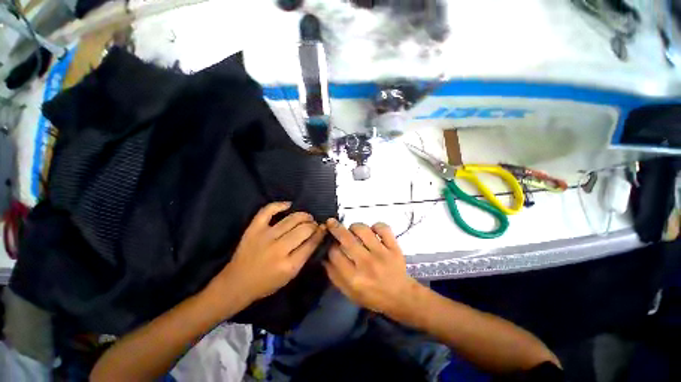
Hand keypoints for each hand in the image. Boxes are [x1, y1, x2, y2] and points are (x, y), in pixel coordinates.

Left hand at [213, 202, 326, 304]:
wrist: (237, 283)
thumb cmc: (266, 283)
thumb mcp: (290, 276)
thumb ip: (304, 256)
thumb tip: (316, 237)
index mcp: (289, 265)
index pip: (311, 243)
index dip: (320, 233)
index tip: (324, 228)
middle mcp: (278, 249)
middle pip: (304, 229)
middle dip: (313, 224)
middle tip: (314, 224)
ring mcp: (265, 236)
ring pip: (291, 219)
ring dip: (303, 215)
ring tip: (307, 217)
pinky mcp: (253, 229)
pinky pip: (268, 210)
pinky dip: (280, 205)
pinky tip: (289, 205)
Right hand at [324, 218, 419, 318]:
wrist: (401, 297)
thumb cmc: (372, 296)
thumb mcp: (349, 293)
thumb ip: (334, 275)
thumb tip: (324, 257)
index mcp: (354, 278)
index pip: (335, 254)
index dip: (329, 245)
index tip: (329, 241)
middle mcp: (366, 263)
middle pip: (347, 239)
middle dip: (336, 228)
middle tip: (331, 222)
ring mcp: (382, 253)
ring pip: (364, 230)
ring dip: (355, 226)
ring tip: (353, 230)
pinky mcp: (394, 247)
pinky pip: (383, 228)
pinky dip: (376, 226)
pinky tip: (372, 230)